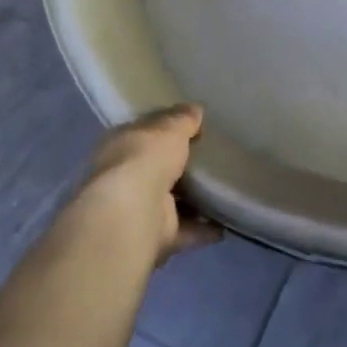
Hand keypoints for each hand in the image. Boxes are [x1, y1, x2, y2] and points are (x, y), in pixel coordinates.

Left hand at [79, 104, 218, 263]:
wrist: (133, 212)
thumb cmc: (145, 158)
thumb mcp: (168, 129)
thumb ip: (182, 120)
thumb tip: (195, 109)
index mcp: (121, 145)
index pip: (145, 132)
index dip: (166, 128)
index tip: (193, 125)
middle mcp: (126, 177)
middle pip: (157, 168)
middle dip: (179, 165)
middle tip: (213, 156)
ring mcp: (140, 209)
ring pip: (170, 201)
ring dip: (193, 200)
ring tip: (224, 189)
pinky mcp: (156, 236)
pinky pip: (185, 230)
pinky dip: (203, 229)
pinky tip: (225, 223)